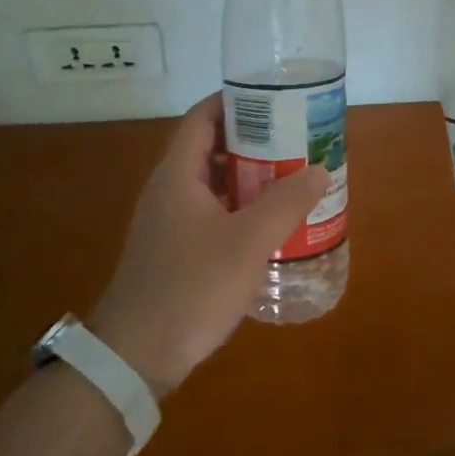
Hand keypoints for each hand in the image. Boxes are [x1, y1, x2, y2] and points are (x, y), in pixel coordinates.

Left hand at [88, 94, 329, 398]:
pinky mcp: (173, 250)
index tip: (274, 99)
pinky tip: (268, 225)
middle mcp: (169, 190)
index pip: (203, 117)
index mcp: (178, 175)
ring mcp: (168, 222)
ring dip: (249, 178)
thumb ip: (286, 203)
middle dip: (253, 141)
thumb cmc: (191, 287)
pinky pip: (210, 213)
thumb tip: (319, 169)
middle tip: (294, 140)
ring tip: (291, 177)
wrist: (135, 356)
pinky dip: (239, 208)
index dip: (235, 101)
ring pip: (212, 184)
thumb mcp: (248, 243)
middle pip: (210, 148)